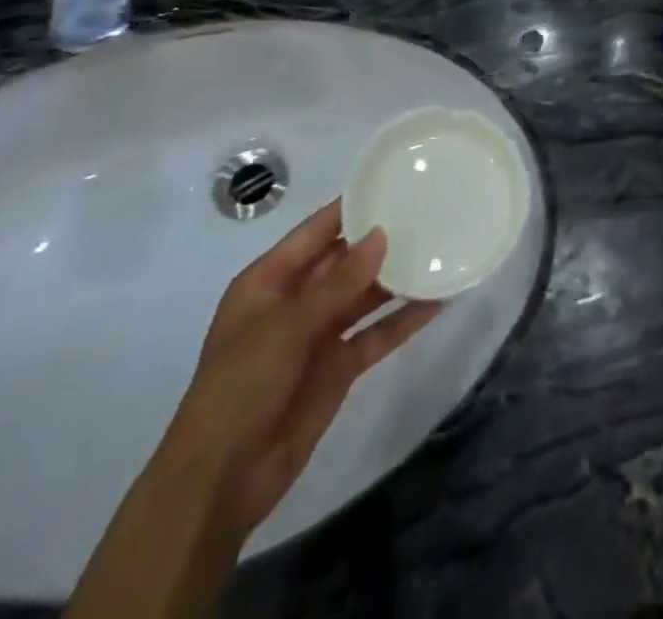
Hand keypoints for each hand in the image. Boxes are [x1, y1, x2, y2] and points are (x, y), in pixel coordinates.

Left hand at [65, 202, 435, 618]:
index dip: (350, 207)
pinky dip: (404, 320)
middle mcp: (296, 301)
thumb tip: (382, 235)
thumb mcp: (286, 327)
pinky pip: (376, 334)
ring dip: (398, 278)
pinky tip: (438, 302)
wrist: (220, 482)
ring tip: (442, 250)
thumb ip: (339, 283)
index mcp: (269, 281)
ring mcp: (319, 335)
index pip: (316, 231)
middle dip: (382, 240)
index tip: (392, 182)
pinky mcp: (339, 368)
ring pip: (365, 296)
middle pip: (345, 260)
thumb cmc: (240, 387)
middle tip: (429, 212)